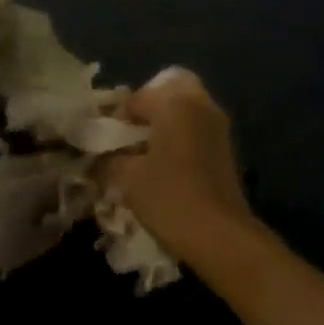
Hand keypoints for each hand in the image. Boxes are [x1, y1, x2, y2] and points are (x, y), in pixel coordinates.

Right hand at [102, 68, 254, 267]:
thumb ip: (108, 160)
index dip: (114, 119)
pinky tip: (161, 166)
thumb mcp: (126, 178)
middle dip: (146, 107)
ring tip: (141, 154)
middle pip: (170, 89)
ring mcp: (217, 126)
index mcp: (175, 103)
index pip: (135, 98)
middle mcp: (201, 105)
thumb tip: (98, 158)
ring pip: (185, 109)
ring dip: (163, 123)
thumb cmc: (168, 197)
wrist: (219, 235)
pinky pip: (195, 129)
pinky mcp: (225, 149)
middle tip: (128, 135)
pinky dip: (177, 138)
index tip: (102, 143)